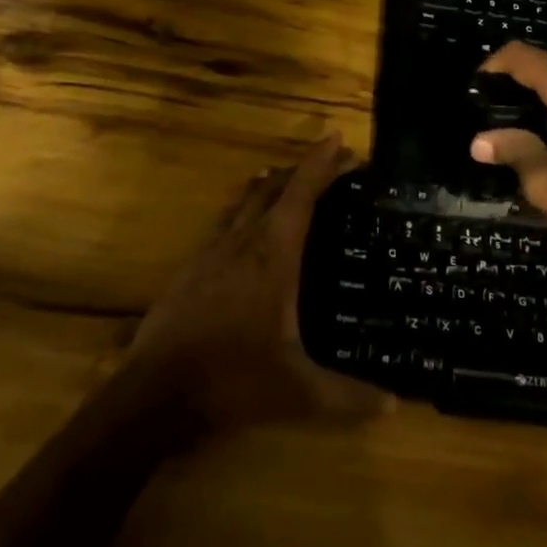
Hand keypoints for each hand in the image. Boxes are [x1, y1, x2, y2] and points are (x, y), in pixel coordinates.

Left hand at [124, 134, 389, 435]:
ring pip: (246, 200)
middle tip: (329, 163)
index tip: (340, 141)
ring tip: (289, 179)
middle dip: (303, 169)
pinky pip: (225, 220)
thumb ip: (346, 397)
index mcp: (273, 255)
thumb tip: (393, 405)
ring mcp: (212, 251)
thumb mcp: (297, 393)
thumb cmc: (231, 380)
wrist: (154, 393)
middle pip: (274, 187)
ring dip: (272, 184)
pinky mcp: (191, 266)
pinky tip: (245, 223)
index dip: (322, 164)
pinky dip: (245, 208)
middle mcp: (243, 241)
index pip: (302, 194)